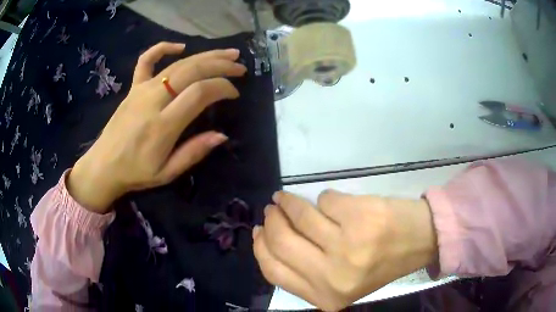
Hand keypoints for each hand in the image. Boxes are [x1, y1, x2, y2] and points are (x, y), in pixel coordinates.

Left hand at [67, 42, 246, 213]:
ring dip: (205, 55)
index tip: (235, 93)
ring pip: (177, 63)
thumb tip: (222, 135)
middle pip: (192, 70)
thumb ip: (194, 152)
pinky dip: (162, 48)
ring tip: (227, 53)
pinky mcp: (133, 87)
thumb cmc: (136, 173)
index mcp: (163, 125)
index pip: (200, 93)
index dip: (222, 87)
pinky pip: (146, 60)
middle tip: (239, 67)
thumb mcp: (167, 173)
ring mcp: (141, 90)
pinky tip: (180, 47)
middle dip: (220, 65)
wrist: (103, 166)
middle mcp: (153, 100)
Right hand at [253, 190, 437, 311]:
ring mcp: (348, 246)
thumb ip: (304, 269)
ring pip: (301, 216)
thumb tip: (267, 237)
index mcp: (325, 296)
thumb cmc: (378, 263)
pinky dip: (324, 198)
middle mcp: (334, 276)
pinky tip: (332, 202)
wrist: (418, 241)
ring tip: (288, 198)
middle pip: (282, 242)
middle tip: (272, 208)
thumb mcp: (338, 281)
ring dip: (290, 202)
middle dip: (272, 220)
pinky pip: (325, 200)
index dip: (261, 247)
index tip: (258, 230)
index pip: (274, 271)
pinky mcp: (359, 217)